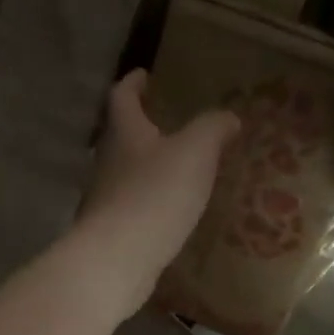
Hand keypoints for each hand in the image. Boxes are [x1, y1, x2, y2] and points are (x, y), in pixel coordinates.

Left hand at [75, 70, 238, 316]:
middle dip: (140, 128)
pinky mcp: (110, 232)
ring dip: (144, 168)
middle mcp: (107, 162)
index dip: (133, 83)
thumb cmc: (155, 195)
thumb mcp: (195, 153)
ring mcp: (104, 199)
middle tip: (164, 125)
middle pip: (119, 137)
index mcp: (125, 133)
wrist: (117, 259)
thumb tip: (228, 116)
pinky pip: (131, 208)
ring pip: (123, 174)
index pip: (122, 97)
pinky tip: (167, 214)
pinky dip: (147, 203)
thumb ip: (212, 129)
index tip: (143, 75)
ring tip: (173, 171)